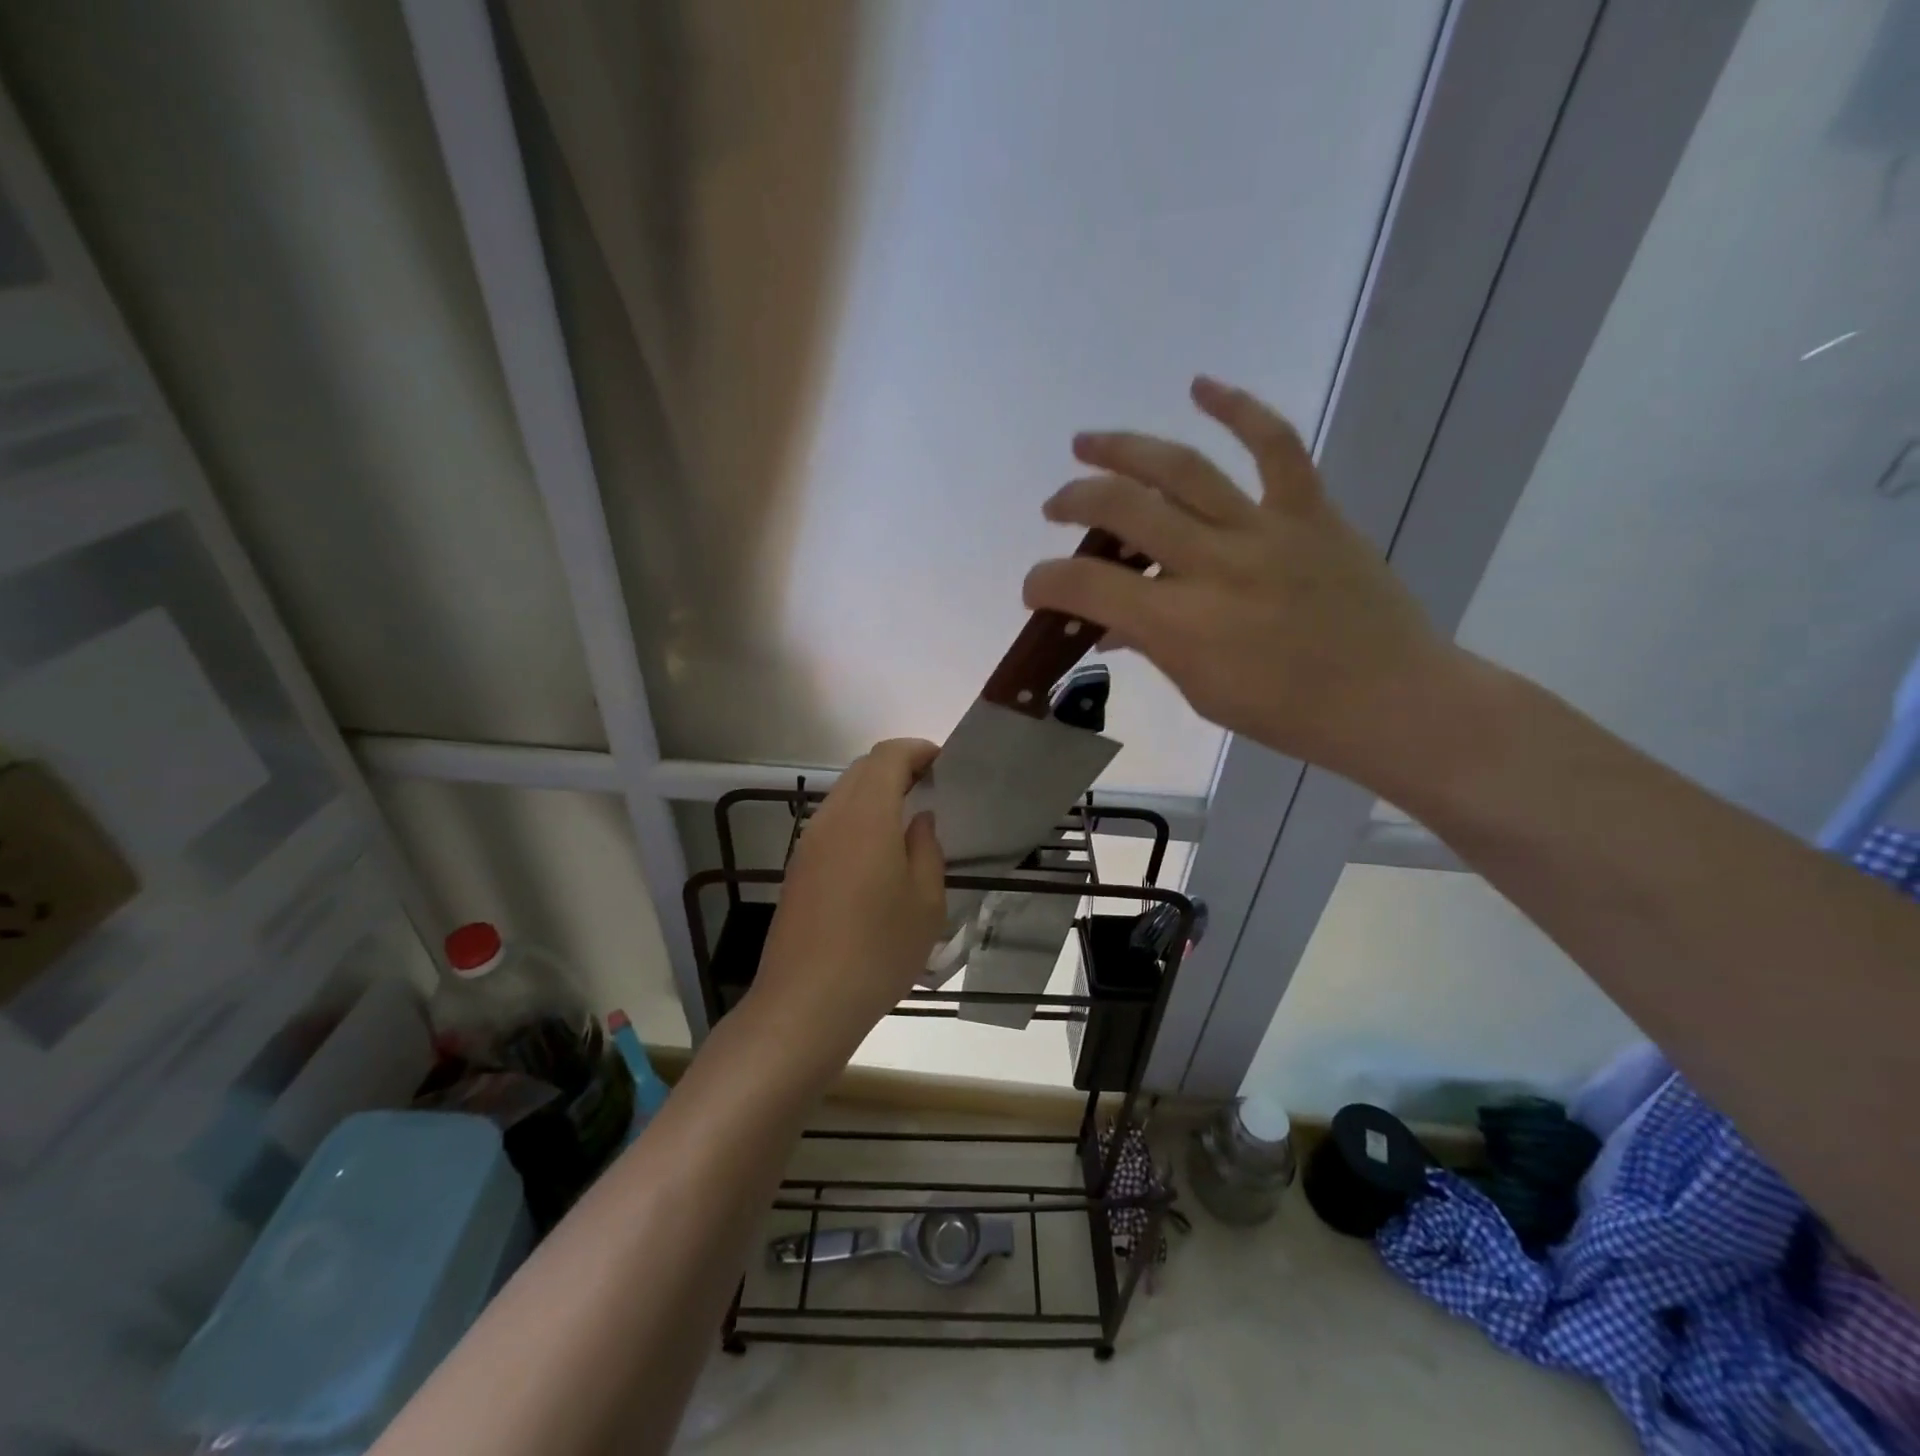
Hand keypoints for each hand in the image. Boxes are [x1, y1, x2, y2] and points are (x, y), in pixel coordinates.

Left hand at [749, 739, 946, 1072]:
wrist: (806, 1002)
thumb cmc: (878, 950)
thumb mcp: (926, 903)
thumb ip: (927, 849)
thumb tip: (920, 820)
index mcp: (866, 816)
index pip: (888, 756)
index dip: (917, 750)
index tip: (944, 764)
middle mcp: (831, 818)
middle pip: (862, 769)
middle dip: (898, 767)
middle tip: (932, 789)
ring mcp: (809, 843)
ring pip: (844, 795)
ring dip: (876, 793)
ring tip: (908, 820)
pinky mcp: (798, 869)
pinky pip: (832, 823)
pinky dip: (859, 819)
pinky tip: (878, 854)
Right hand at [1024, 375, 1453, 788]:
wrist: (1390, 699)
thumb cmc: (1287, 713)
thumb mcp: (1201, 690)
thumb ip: (1151, 645)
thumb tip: (1111, 623)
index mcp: (1183, 624)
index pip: (1088, 586)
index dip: (1045, 581)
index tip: (1035, 586)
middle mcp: (1215, 565)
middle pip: (1125, 510)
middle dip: (1075, 501)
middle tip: (1055, 506)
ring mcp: (1265, 530)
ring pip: (1183, 469)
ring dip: (1124, 449)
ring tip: (1088, 442)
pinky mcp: (1309, 511)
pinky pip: (1274, 445)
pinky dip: (1238, 408)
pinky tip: (1200, 384)